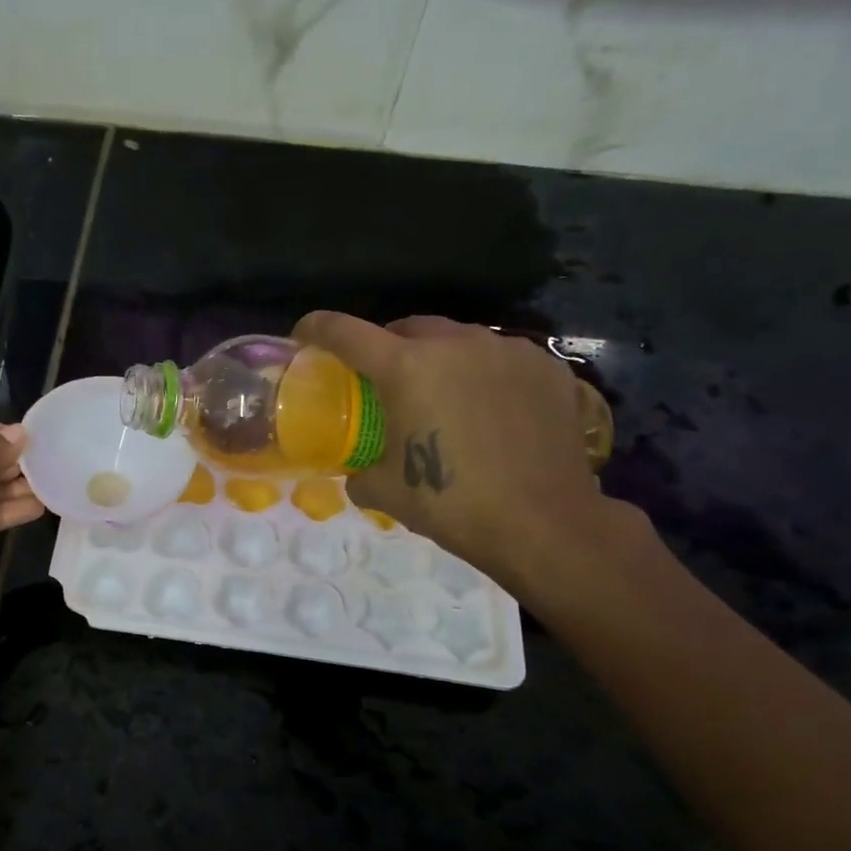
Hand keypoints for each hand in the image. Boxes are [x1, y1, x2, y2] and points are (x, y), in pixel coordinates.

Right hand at [293, 312, 610, 582]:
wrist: (544, 524)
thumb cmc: (453, 504)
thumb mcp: (386, 491)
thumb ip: (361, 473)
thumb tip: (359, 474)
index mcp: (406, 368)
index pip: (346, 332)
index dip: (317, 328)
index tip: (304, 333)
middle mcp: (455, 344)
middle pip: (406, 327)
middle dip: (387, 345)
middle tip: (384, 378)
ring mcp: (507, 351)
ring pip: (458, 339)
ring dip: (439, 358)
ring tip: (443, 395)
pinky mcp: (546, 368)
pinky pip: (501, 358)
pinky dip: (484, 374)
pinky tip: (490, 409)